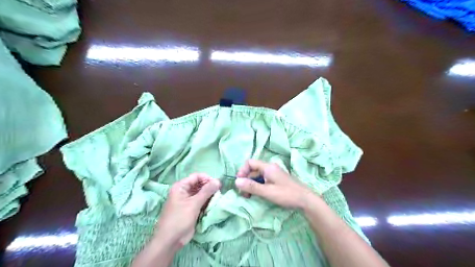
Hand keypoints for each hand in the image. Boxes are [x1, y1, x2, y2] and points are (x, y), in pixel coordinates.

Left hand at [156, 173, 222, 247]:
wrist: (170, 240)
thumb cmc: (179, 219)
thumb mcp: (194, 204)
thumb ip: (206, 191)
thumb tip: (218, 181)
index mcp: (181, 186)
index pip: (196, 176)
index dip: (207, 178)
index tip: (217, 184)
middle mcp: (184, 191)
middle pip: (199, 184)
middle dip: (209, 187)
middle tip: (219, 193)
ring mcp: (187, 200)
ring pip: (201, 193)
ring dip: (209, 195)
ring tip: (217, 199)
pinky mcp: (191, 209)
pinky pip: (201, 201)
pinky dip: (207, 202)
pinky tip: (213, 205)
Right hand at [235, 160, 316, 209]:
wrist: (306, 200)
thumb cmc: (287, 194)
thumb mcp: (267, 192)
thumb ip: (252, 186)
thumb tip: (236, 181)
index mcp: (268, 167)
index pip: (250, 162)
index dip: (242, 171)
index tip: (239, 183)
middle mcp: (270, 167)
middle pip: (253, 170)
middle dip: (246, 180)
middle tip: (243, 194)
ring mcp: (274, 173)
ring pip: (258, 175)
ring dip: (252, 184)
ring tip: (249, 196)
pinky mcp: (277, 179)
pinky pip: (264, 179)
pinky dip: (258, 186)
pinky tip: (258, 195)